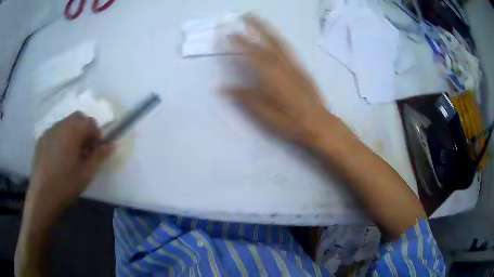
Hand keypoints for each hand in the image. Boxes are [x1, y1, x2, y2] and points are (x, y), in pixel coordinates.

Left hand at [29, 111, 113, 208]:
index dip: (97, 135)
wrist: (42, 195)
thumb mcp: (86, 173)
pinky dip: (62, 138)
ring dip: (73, 133)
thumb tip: (111, 145)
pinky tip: (60, 157)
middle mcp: (61, 125)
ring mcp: (49, 131)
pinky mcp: (42, 139)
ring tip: (72, 155)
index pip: (90, 122)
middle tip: (86, 150)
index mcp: (73, 131)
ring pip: (66, 123)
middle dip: (85, 130)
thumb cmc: (66, 185)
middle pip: (78, 118)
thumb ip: (99, 156)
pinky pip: (56, 131)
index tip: (96, 150)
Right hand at [227, 15, 333, 144]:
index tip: (231, 34)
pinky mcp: (303, 71)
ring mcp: (295, 67)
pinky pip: (289, 51)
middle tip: (247, 15)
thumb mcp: (265, 115)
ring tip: (259, 21)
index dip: (242, 43)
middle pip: (269, 42)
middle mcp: (284, 67)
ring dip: (269, 30)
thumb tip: (224, 88)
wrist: (320, 125)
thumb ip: (246, 98)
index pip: (254, 55)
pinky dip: (279, 41)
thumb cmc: (291, 122)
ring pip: (280, 43)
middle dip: (257, 27)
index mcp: (273, 77)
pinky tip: (275, 41)